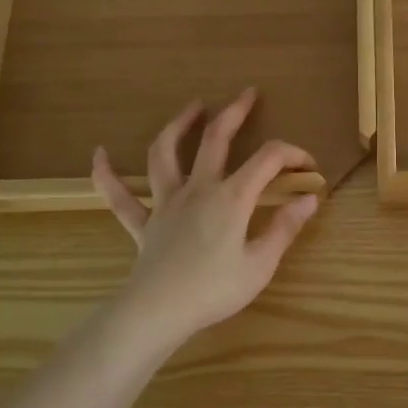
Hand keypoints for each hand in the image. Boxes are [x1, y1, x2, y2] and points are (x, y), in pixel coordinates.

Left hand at [91, 89, 318, 345]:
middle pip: (215, 139)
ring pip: (165, 154)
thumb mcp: (260, 264)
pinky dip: (106, 174)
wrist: (159, 313)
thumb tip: (309, 199)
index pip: (267, 159)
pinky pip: (119, 196)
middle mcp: (198, 189)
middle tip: (247, 94)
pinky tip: (99, 154)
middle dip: (234, 112)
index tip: (308, 166)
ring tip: (192, 107)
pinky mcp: (143, 223)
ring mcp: (166, 203)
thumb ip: (285, 228)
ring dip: (178, 125)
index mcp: (232, 197)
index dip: (292, 153)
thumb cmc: (214, 290)